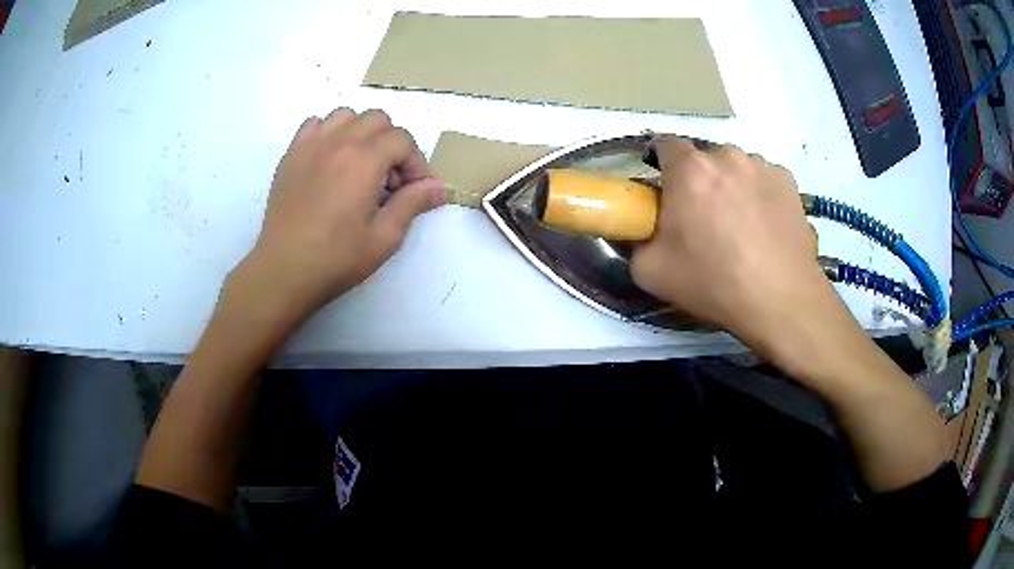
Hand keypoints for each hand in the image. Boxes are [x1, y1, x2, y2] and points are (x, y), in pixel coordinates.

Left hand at [234, 108, 444, 321]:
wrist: (284, 270)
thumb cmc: (336, 258)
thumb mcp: (384, 237)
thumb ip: (413, 204)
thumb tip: (439, 187)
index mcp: (364, 160)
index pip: (403, 140)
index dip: (416, 163)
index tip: (413, 190)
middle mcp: (338, 142)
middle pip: (377, 120)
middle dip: (392, 144)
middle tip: (388, 180)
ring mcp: (311, 145)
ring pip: (346, 116)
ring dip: (360, 134)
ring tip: (359, 165)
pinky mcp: (291, 155)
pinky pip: (314, 125)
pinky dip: (328, 134)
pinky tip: (329, 161)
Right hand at [631, 138, 834, 353]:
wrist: (779, 300)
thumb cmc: (714, 282)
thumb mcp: (650, 271)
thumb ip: (636, 240)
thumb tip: (642, 229)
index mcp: (689, 170)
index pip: (665, 144)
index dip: (661, 162)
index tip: (665, 188)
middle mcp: (726, 156)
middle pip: (704, 158)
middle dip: (699, 180)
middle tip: (703, 217)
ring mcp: (761, 166)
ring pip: (736, 167)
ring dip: (731, 185)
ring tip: (740, 224)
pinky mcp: (787, 181)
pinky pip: (763, 179)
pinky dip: (759, 194)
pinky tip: (765, 226)